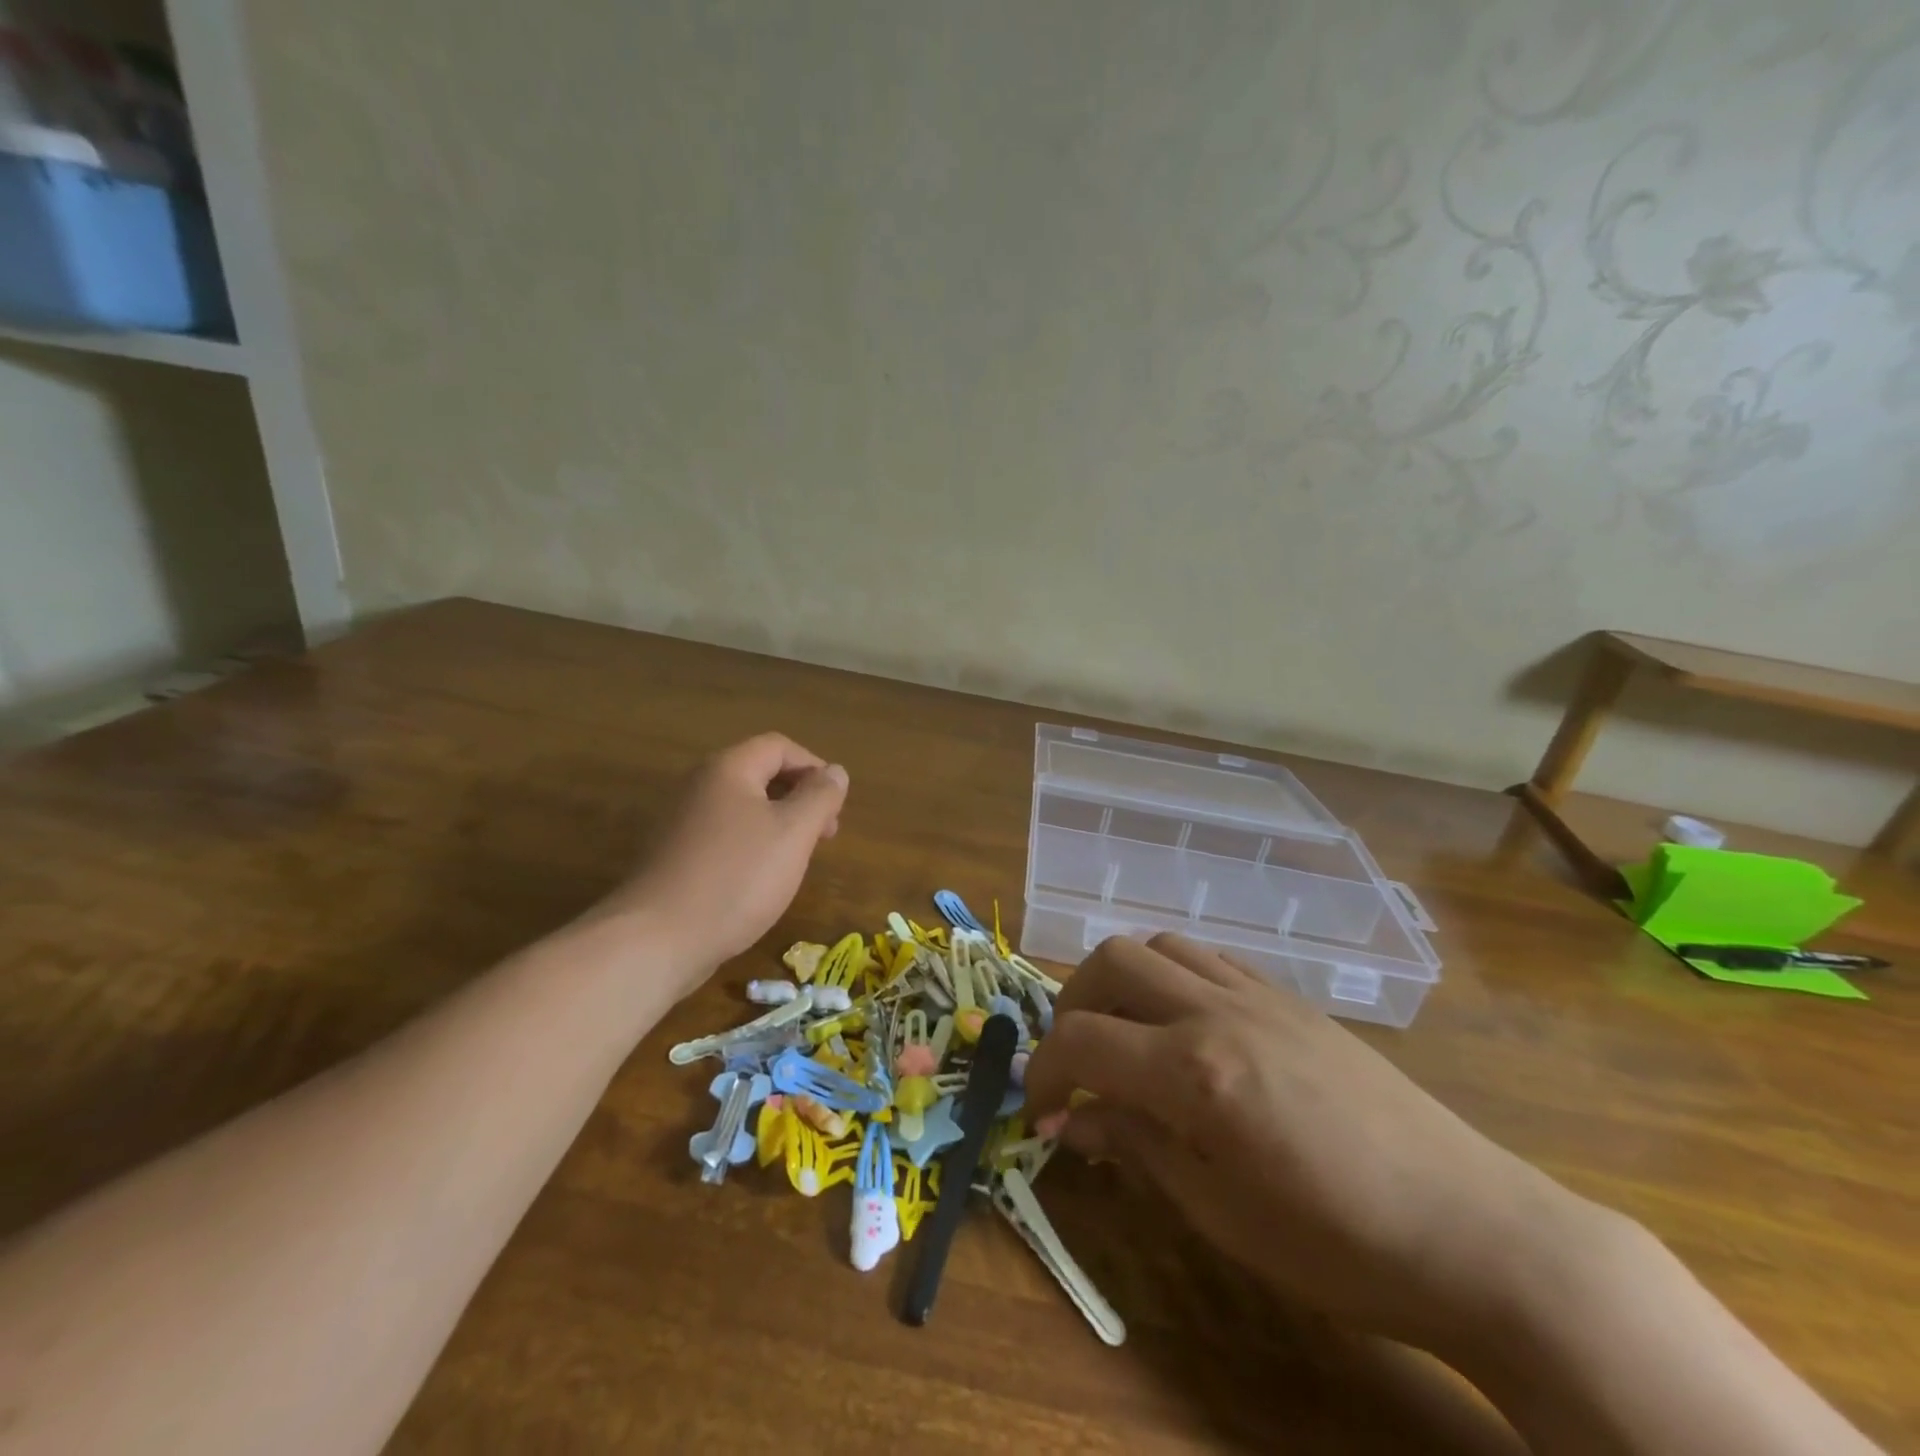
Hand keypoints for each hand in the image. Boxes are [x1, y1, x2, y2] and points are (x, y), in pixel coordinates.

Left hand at [594, 734, 847, 998]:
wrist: (656, 940)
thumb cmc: (736, 878)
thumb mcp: (793, 833)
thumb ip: (819, 797)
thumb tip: (836, 771)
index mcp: (728, 769)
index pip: (779, 747)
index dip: (814, 767)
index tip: (835, 804)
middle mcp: (699, 786)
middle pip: (759, 774)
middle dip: (799, 797)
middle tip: (825, 834)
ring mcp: (681, 822)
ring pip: (742, 808)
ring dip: (778, 824)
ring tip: (798, 859)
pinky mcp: (673, 857)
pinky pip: (723, 836)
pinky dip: (752, 846)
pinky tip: (761, 880)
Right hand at [1023, 934, 1598, 1352]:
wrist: (1475, 1232)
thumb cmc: (1339, 1245)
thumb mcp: (1219, 1213)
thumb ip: (1135, 1147)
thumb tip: (1070, 1120)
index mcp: (1193, 1070)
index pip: (1082, 1040)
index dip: (1044, 1072)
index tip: (1040, 1110)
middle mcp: (1217, 1010)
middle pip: (1111, 962)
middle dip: (1073, 1005)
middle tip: (1075, 1061)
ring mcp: (1258, 995)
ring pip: (1160, 945)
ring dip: (1122, 980)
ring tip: (1125, 1034)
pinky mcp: (1291, 999)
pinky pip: (1211, 958)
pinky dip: (1175, 976)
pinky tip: (1187, 1025)